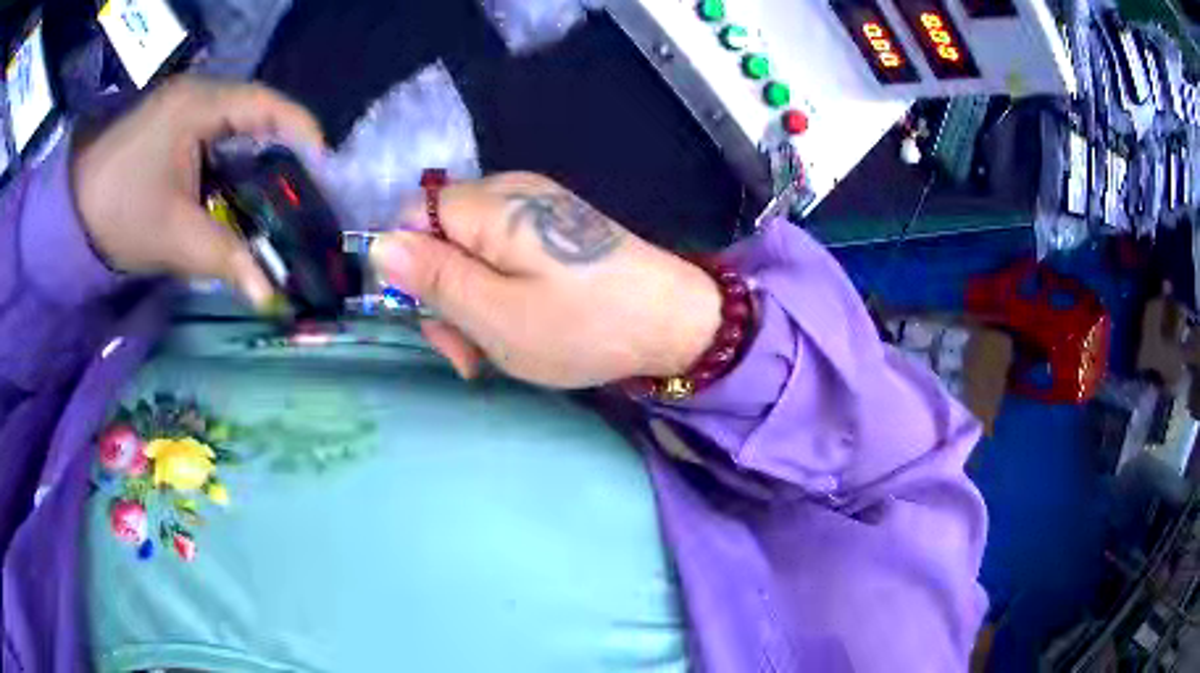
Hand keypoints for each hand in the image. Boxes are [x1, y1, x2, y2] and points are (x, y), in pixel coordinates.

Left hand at [72, 76, 324, 307]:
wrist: (68, 215)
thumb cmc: (117, 213)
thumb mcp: (172, 235)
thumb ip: (225, 258)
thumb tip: (272, 296)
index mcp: (200, 105)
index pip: (267, 105)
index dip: (302, 132)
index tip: (326, 171)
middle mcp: (198, 97)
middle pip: (256, 119)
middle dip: (282, 156)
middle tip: (304, 195)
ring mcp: (183, 113)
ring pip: (235, 134)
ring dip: (254, 167)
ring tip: (274, 205)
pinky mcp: (172, 132)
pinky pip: (214, 145)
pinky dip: (230, 172)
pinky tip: (234, 201)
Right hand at [370, 172, 721, 388]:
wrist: (674, 323)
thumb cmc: (583, 326)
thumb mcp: (495, 314)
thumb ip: (433, 277)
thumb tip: (378, 246)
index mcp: (490, 205)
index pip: (411, 217)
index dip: (407, 269)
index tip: (432, 321)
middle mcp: (510, 193)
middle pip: (439, 237)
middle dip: (442, 297)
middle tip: (468, 355)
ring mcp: (536, 210)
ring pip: (469, 253)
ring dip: (469, 304)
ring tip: (494, 352)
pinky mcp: (556, 230)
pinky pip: (502, 257)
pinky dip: (498, 294)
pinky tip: (519, 327)